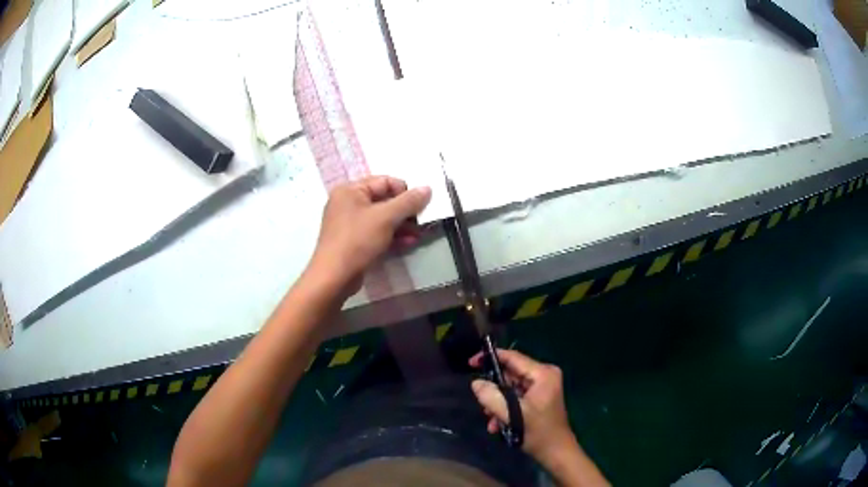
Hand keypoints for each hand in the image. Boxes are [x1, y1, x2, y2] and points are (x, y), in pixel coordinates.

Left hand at [307, 176, 430, 296]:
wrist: (334, 277)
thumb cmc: (357, 240)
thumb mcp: (386, 218)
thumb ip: (408, 202)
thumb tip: (427, 188)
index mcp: (350, 190)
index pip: (385, 181)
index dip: (405, 191)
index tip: (420, 206)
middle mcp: (348, 203)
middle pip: (384, 199)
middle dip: (405, 211)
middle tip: (422, 222)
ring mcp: (350, 223)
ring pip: (382, 218)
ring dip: (402, 225)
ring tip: (419, 234)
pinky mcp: (354, 241)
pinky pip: (376, 232)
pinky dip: (392, 235)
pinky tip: (408, 243)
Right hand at [469, 349, 575, 463]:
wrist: (556, 452)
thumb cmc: (538, 433)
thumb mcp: (513, 415)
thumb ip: (492, 397)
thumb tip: (476, 383)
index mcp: (542, 374)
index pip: (512, 357)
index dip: (490, 358)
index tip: (471, 363)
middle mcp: (544, 375)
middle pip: (510, 374)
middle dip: (494, 390)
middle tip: (482, 405)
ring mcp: (542, 386)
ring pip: (510, 387)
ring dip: (498, 403)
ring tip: (492, 420)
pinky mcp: (538, 397)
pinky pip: (515, 396)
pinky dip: (505, 408)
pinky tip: (498, 424)